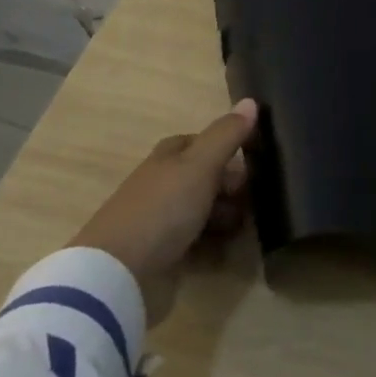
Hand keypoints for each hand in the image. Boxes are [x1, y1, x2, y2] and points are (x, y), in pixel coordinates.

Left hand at [69, 99, 257, 324]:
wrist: (117, 275)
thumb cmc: (162, 208)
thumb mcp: (200, 164)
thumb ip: (227, 134)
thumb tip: (251, 100)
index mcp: (168, 157)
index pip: (201, 142)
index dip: (227, 147)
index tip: (255, 158)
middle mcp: (163, 185)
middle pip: (205, 178)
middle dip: (232, 186)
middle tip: (257, 197)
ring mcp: (161, 222)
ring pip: (203, 211)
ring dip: (227, 217)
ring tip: (248, 226)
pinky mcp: (163, 257)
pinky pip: (197, 244)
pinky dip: (214, 245)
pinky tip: (229, 250)